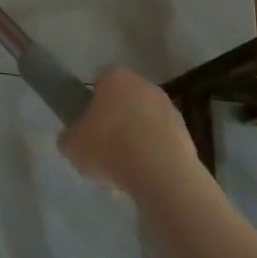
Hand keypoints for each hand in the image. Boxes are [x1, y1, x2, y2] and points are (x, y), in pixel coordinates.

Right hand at [58, 66, 198, 193]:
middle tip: (104, 151)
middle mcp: (143, 84)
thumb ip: (70, 136)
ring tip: (124, 174)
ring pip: (144, 124)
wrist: (160, 173)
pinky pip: (161, 143)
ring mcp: (168, 108)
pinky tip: (143, 180)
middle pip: (124, 102)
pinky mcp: (186, 133)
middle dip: (115, 123)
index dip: (91, 102)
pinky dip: (153, 157)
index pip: (99, 81)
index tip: (87, 125)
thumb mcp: (71, 144)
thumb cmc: (108, 148)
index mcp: (114, 77)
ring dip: (135, 142)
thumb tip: (75, 138)